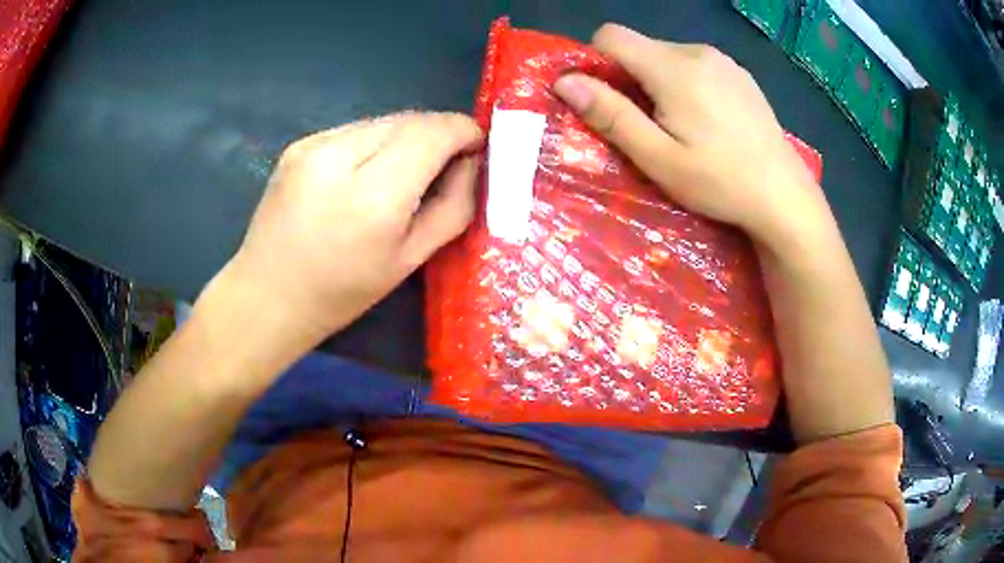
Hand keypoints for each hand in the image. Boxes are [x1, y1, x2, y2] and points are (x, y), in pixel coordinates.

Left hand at [224, 112, 482, 340]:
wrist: (268, 294)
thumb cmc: (342, 292)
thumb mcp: (411, 260)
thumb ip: (453, 206)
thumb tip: (470, 162)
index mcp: (375, 197)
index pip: (435, 132)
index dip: (464, 130)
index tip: (476, 146)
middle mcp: (342, 157)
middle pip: (411, 119)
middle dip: (438, 133)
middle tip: (446, 162)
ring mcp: (314, 145)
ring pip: (383, 120)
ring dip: (406, 136)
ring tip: (403, 171)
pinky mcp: (299, 143)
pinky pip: (355, 129)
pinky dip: (374, 142)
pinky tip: (364, 173)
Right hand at [553, 24, 836, 256]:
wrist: (785, 196)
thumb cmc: (720, 182)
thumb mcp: (659, 158)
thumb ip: (611, 115)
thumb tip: (565, 82)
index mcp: (673, 68)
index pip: (611, 36)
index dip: (597, 63)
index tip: (607, 101)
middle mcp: (697, 51)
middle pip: (641, 47)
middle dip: (631, 79)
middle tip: (650, 127)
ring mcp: (723, 60)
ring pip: (668, 56)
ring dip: (659, 82)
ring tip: (682, 126)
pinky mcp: (740, 73)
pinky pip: (696, 65)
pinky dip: (687, 84)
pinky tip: (709, 120)